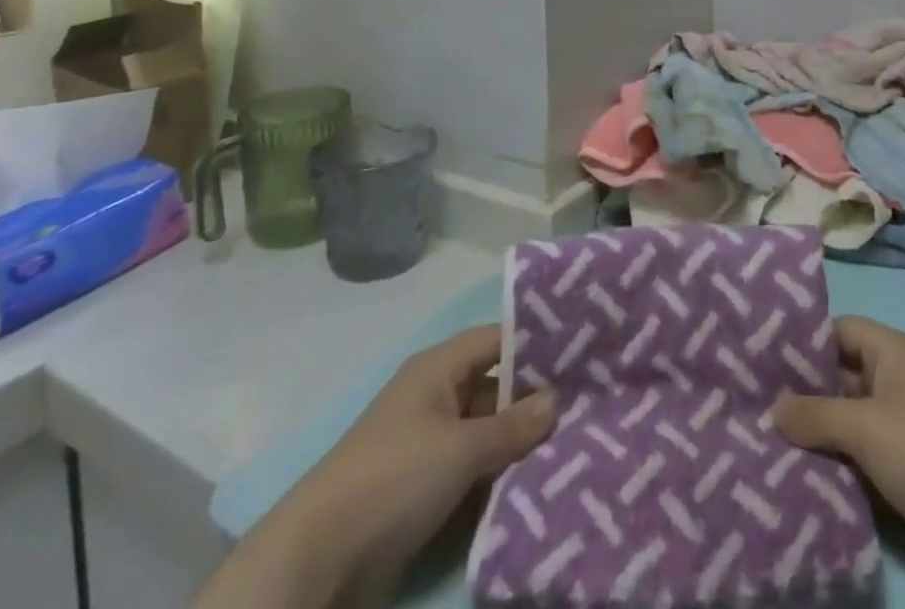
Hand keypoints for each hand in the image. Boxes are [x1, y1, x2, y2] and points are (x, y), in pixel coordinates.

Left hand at [195, 326, 553, 608]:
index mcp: (438, 369)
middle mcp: (435, 397)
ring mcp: (428, 445)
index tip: (581, 353)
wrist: (317, 564)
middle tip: (587, 406)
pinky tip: (538, 483)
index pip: (498, 340)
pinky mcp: (423, 490)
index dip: (536, 344)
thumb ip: (513, 425)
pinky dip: (499, 475)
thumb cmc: (393, 480)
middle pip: (495, 387)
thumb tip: (556, 399)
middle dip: (534, 401)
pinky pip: (472, 470)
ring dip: (519, 444)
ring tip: (575, 445)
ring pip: (486, 432)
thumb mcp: (461, 448)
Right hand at [775, 318, 904, 608]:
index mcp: (890, 351)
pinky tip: (801, 480)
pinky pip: (863, 459)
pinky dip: (838, 467)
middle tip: (752, 406)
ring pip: (849, 423)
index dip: (802, 341)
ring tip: (764, 444)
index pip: (836, 331)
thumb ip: (816, 415)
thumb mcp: (866, 426)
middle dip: (802, 395)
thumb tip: (773, 408)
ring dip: (818, 437)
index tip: (759, 358)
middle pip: (839, 378)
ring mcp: (903, 427)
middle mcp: (895, 381)